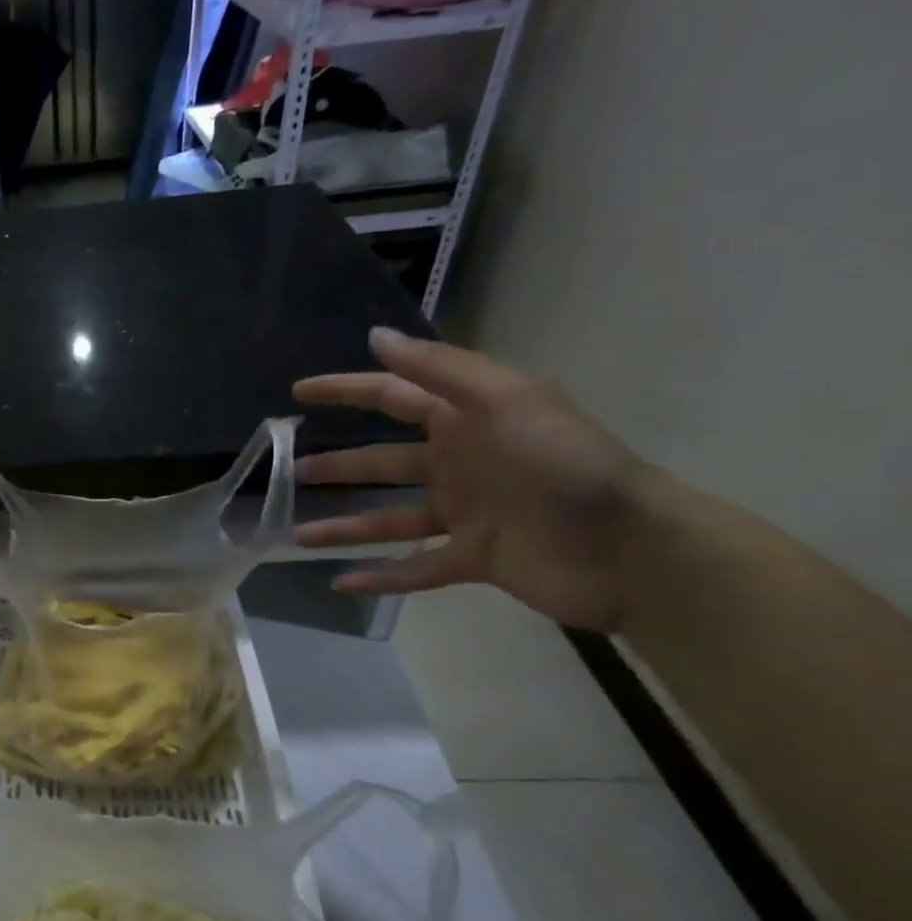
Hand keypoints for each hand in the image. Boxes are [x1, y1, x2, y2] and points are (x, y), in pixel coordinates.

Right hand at [291, 328, 648, 631]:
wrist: (630, 548)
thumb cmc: (564, 465)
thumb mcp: (506, 401)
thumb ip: (439, 371)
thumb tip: (376, 338)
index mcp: (465, 422)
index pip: (391, 397)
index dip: (345, 390)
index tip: (299, 392)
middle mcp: (458, 465)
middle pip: (382, 462)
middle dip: (337, 465)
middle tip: (290, 471)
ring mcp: (465, 515)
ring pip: (388, 519)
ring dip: (343, 527)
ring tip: (297, 533)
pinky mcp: (473, 559)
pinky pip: (415, 568)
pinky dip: (379, 576)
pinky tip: (339, 582)